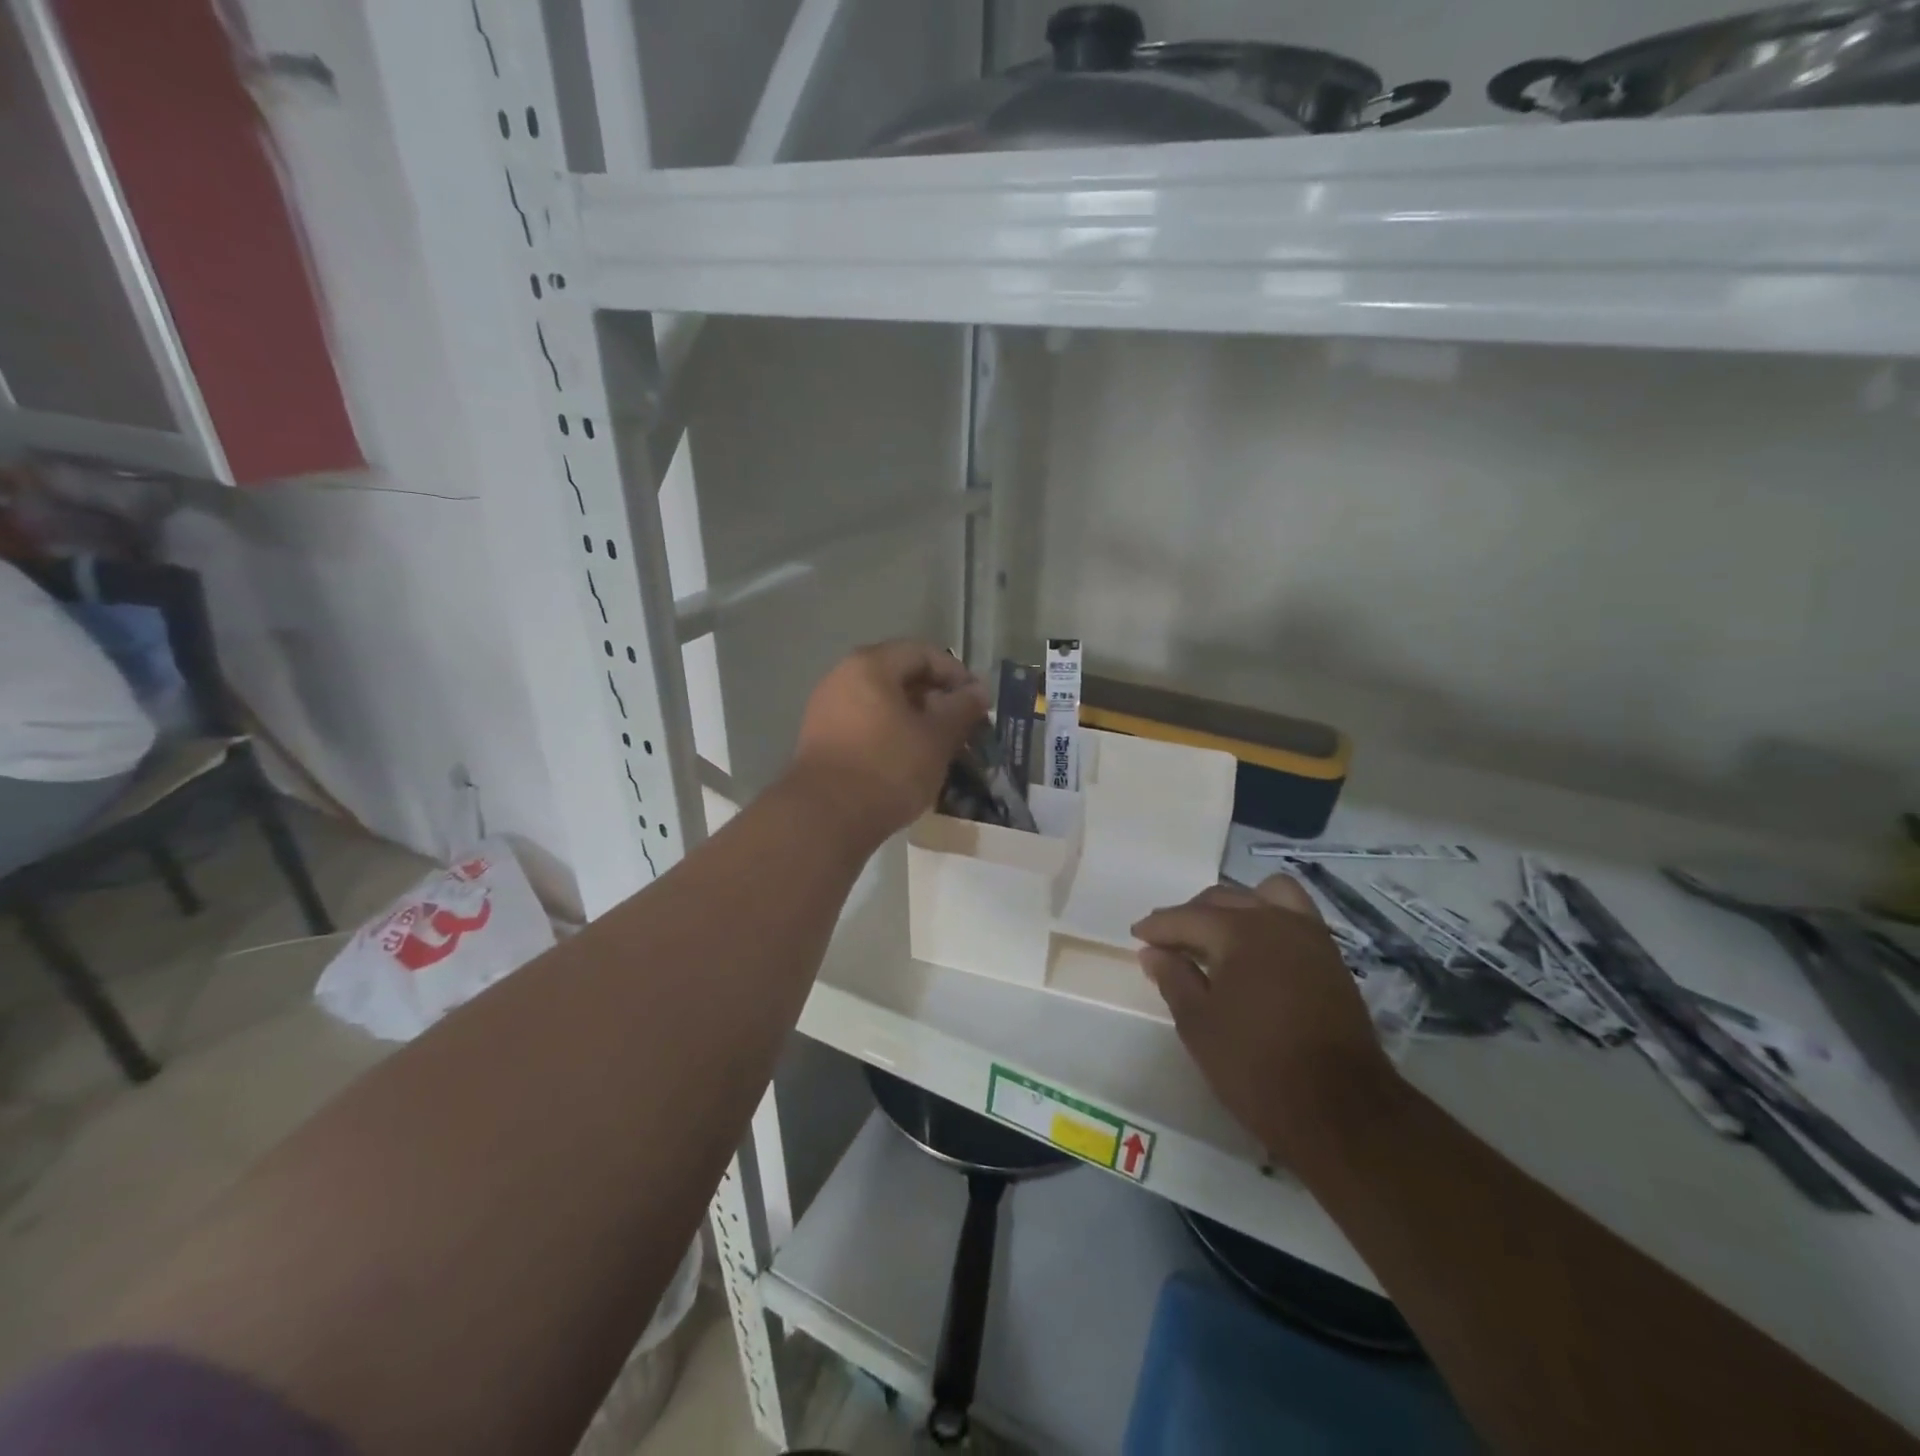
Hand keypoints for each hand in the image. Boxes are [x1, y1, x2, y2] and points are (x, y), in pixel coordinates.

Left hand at [789, 641, 989, 847]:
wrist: (826, 818)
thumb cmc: (888, 767)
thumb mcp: (937, 737)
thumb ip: (962, 708)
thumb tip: (978, 691)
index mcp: (870, 666)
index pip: (922, 653)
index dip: (956, 674)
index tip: (978, 703)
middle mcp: (842, 678)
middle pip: (899, 676)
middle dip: (936, 699)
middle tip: (962, 727)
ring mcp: (826, 710)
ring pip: (882, 704)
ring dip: (914, 720)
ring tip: (939, 747)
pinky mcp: (821, 740)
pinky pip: (865, 726)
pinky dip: (891, 736)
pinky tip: (909, 762)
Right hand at [1133, 875, 1398, 1157]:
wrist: (1341, 1110)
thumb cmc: (1256, 1066)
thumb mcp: (1199, 1025)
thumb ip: (1174, 979)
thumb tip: (1153, 952)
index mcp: (1239, 931)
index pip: (1187, 917)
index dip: (1157, 926)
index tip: (1136, 934)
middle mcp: (1276, 920)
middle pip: (1224, 899)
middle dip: (1191, 914)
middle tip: (1168, 939)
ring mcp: (1310, 936)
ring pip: (1265, 896)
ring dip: (1236, 906)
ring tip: (1218, 934)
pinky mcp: (1331, 959)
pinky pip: (1293, 916)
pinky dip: (1268, 919)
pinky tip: (1254, 950)